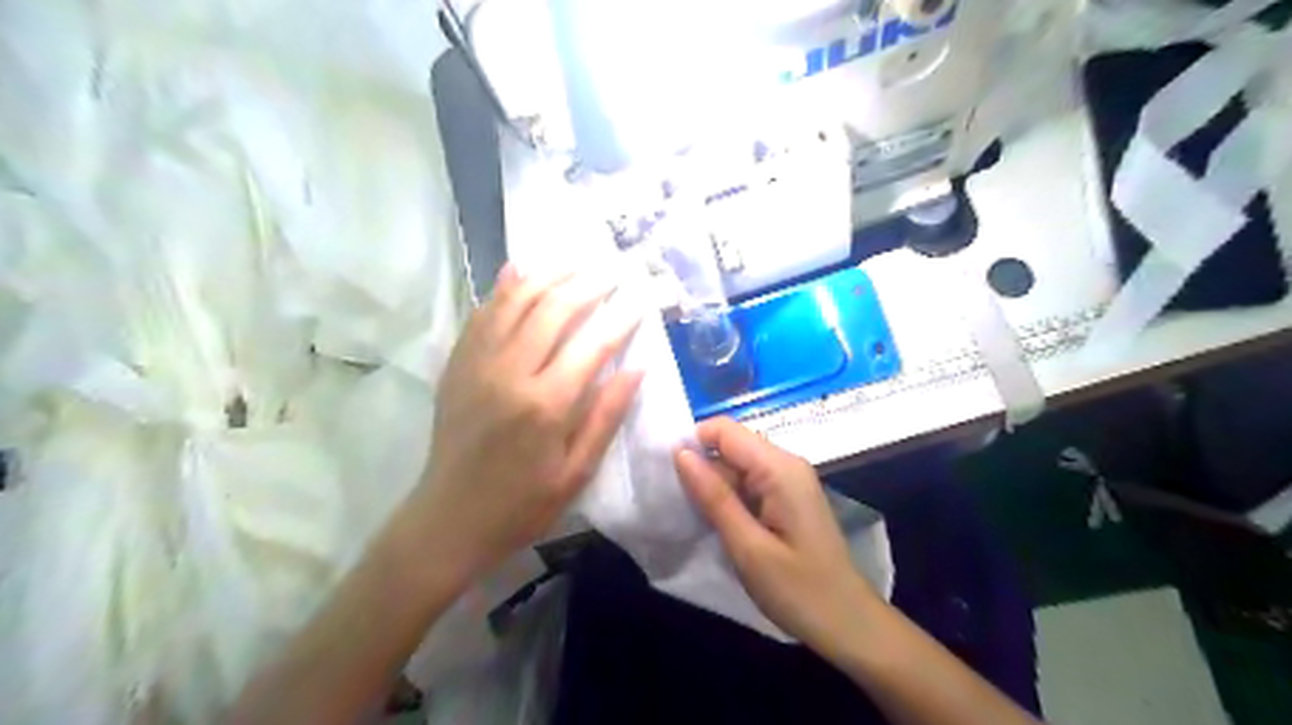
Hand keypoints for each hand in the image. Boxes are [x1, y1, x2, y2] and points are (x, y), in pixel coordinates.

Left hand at [419, 263, 644, 585]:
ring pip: (516, 301)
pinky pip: (482, 314)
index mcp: (546, 404)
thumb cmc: (522, 504)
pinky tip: (520, 269)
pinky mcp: (458, 364)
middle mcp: (510, 372)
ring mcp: (478, 363)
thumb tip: (637, 369)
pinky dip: (503, 288)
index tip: (641, 299)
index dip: (621, 318)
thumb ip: (606, 416)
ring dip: (549, 277)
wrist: (449, 518)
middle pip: (554, 310)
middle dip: (589, 286)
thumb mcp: (576, 472)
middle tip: (613, 272)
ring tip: (576, 264)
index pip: (593, 344)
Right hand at [679, 415, 876, 652]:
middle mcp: (785, 464)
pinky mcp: (786, 498)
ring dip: (712, 486)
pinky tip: (718, 524)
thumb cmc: (799, 590)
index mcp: (779, 468)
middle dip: (700, 467)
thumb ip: (714, 497)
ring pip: (736, 466)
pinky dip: (728, 498)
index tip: (667, 475)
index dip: (692, 443)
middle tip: (677, 505)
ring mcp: (788, 481)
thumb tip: (680, 454)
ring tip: (693, 518)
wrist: (848, 624)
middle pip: (730, 445)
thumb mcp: (748, 547)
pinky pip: (748, 483)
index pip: (724, 430)